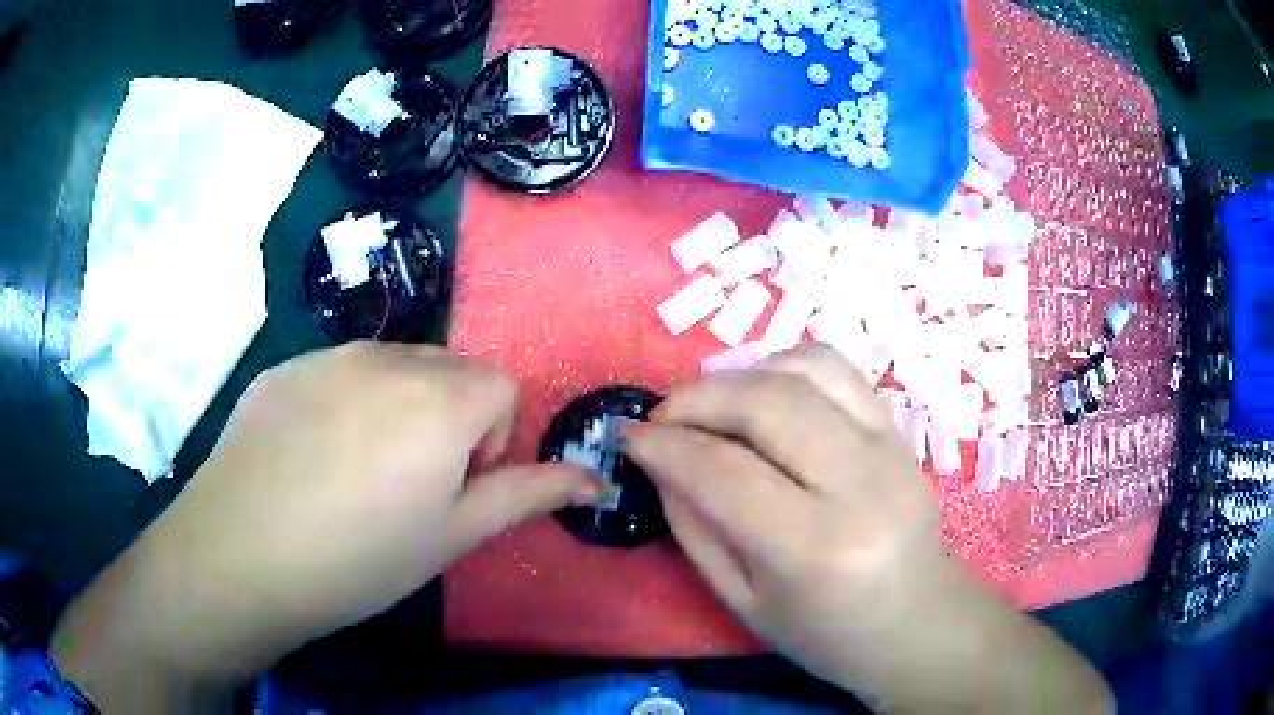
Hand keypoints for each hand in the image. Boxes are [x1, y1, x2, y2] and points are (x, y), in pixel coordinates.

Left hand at [53, 343, 596, 708]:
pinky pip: (338, 372)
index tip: (454, 489)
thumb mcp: (452, 537)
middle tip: (409, 485)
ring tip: (357, 474)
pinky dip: (345, 404)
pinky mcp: (284, 366)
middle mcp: (388, 357)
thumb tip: (594, 481)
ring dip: (398, 409)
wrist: (240, 553)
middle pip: (450, 369)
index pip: (501, 387)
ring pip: (394, 366)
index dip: (490, 442)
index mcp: (439, 398)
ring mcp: (327, 355)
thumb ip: (527, 496)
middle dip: (450, 419)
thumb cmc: (358, 558)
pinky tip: (310, 460)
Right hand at [624, 344, 1110, 712]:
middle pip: (766, 405)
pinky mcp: (900, 431)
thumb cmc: (825, 634)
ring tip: (707, 403)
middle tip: (661, 416)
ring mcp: (890, 448)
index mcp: (816, 549)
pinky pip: (838, 369)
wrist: (917, 622)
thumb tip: (660, 462)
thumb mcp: (743, 601)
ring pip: (804, 370)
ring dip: (739, 374)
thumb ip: (695, 528)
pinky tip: (762, 390)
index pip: (723, 472)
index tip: (626, 436)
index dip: (663, 446)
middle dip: (695, 399)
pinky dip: (787, 364)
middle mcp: (860, 485)